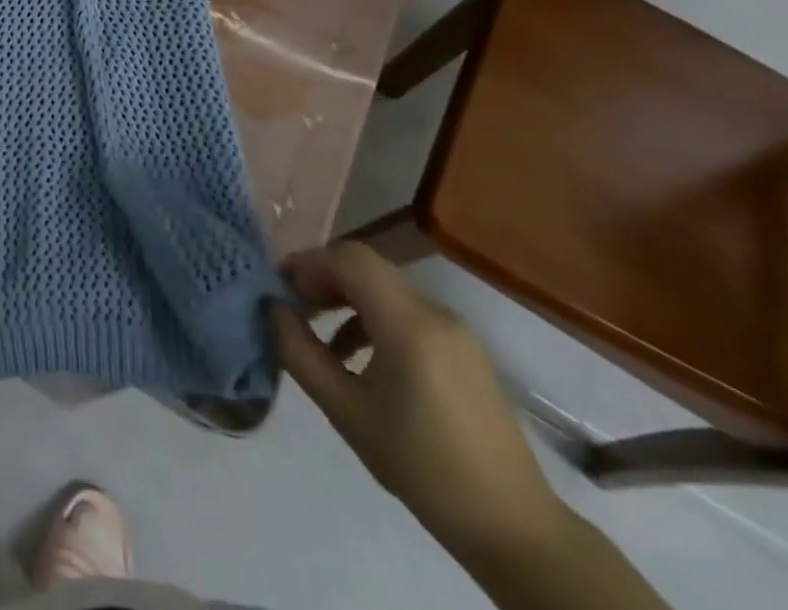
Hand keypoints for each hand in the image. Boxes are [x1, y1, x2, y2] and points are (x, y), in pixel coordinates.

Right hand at [270, 242, 565, 555]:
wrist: (514, 528)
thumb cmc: (422, 468)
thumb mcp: (347, 413)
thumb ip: (301, 354)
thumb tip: (274, 311)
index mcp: (409, 324)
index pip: (349, 260)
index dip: (307, 262)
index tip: (278, 287)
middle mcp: (434, 312)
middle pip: (366, 266)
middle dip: (322, 276)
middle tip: (292, 304)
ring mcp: (454, 329)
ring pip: (385, 286)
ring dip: (345, 295)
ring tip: (316, 328)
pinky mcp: (463, 348)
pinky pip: (406, 310)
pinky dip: (372, 315)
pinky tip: (355, 354)